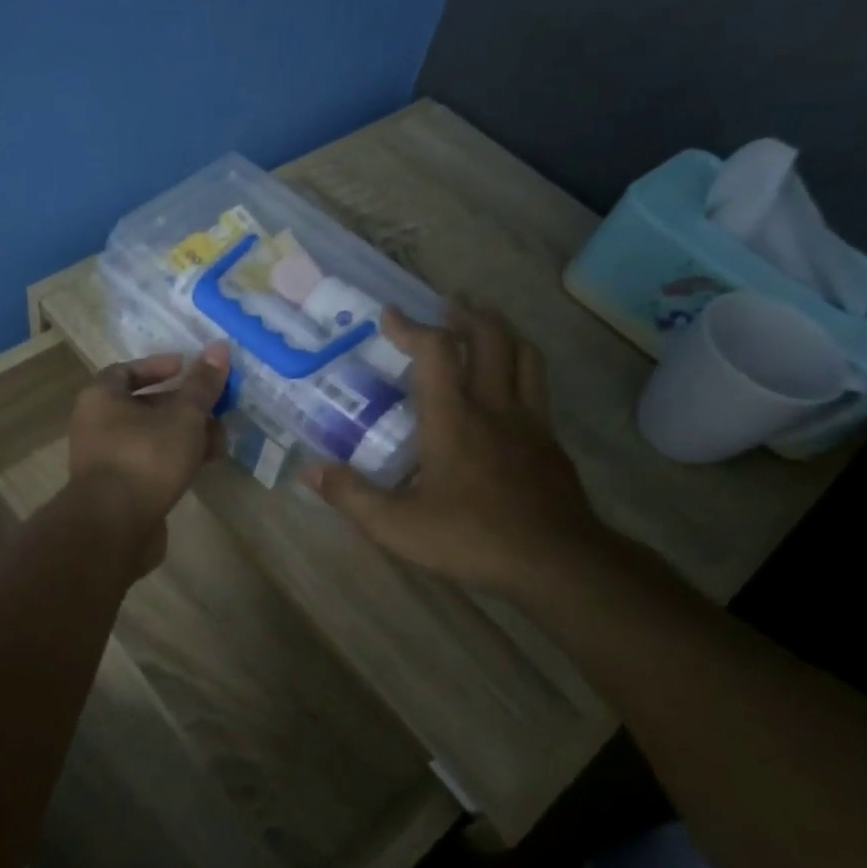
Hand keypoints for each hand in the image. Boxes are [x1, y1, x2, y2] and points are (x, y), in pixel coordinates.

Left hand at [68, 343, 230, 574]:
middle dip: (184, 406)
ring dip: (186, 435)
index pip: (127, 370)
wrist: (114, 526)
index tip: (188, 368)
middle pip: (144, 405)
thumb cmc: (146, 457)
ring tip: (221, 439)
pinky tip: (205, 465)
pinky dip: (176, 460)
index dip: (159, 366)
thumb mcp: (183, 416)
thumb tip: (220, 347)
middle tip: (216, 407)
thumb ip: (202, 384)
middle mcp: (97, 425)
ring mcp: (107, 460)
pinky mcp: (120, 490)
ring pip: (152, 437)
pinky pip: (151, 464)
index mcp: (101, 397)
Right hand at [303, 304, 610, 597]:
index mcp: (453, 418)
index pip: (434, 351)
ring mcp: (530, 422)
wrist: (556, 562)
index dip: (411, 326)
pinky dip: (521, 369)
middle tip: (448, 304)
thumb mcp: (397, 525)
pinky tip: (509, 388)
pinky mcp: (551, 443)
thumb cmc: (471, 538)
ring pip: (525, 355)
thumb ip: (351, 495)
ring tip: (484, 325)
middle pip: (490, 338)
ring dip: (502, 331)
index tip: (390, 314)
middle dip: (466, 314)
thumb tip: (310, 471)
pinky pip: (538, 388)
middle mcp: (494, 407)